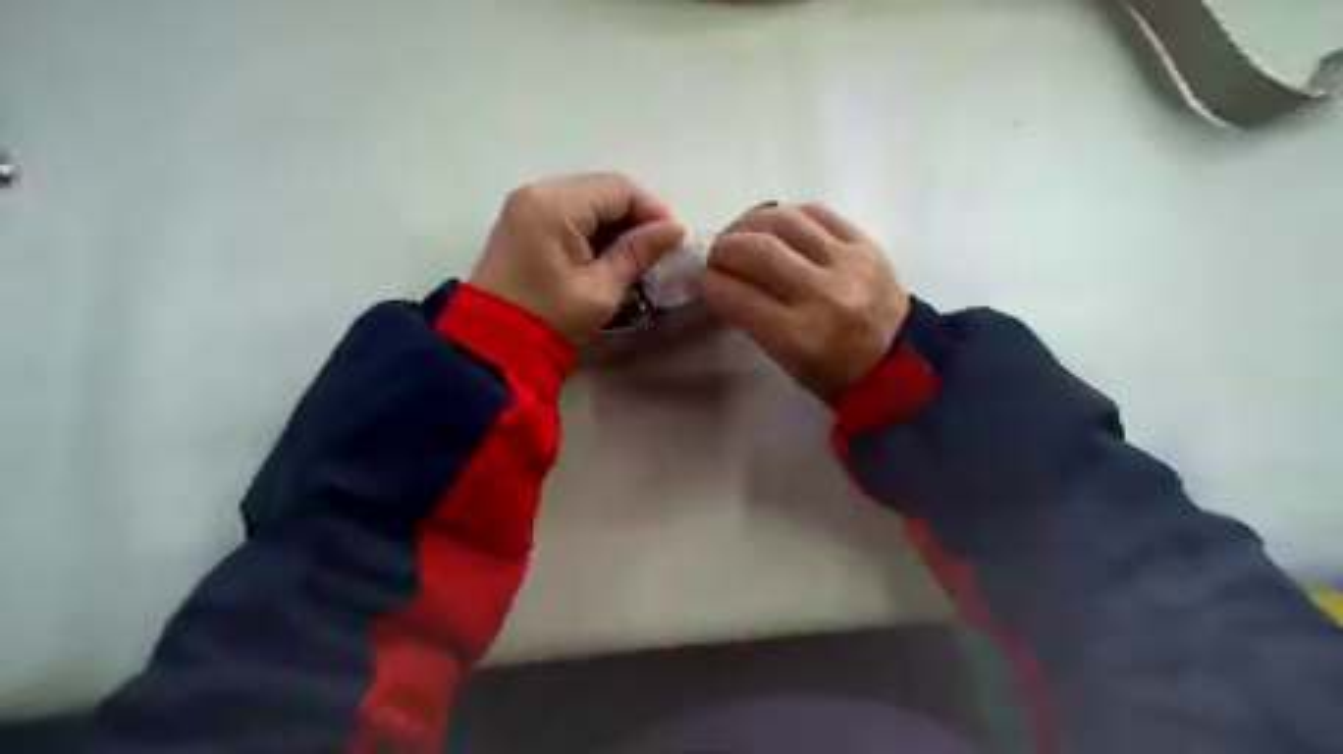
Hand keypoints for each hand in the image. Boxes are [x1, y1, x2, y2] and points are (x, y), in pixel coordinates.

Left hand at [468, 169, 682, 345]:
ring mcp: (526, 205)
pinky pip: (569, 213)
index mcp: (556, 205)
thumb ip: (638, 252)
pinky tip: (608, 254)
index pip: (619, 189)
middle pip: (602, 190)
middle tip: (657, 249)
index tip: (674, 240)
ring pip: (587, 200)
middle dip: (635, 217)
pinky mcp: (523, 222)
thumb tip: (674, 229)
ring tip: (636, 255)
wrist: (492, 344)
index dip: (653, 211)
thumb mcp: (601, 289)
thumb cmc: (550, 318)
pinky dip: (593, 229)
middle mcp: (538, 192)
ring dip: (615, 224)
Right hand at [705, 199, 911, 399]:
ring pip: (785, 221)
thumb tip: (719, 279)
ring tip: (741, 233)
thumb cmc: (833, 373)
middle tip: (715, 254)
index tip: (699, 277)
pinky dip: (787, 214)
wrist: (900, 363)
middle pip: (757, 251)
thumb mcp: (785, 360)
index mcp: (800, 337)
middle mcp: (823, 294)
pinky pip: (818, 213)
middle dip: (723, 248)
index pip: (738, 295)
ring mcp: (849, 264)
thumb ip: (751, 319)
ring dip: (750, 223)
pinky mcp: (867, 245)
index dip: (709, 281)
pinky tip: (775, 224)